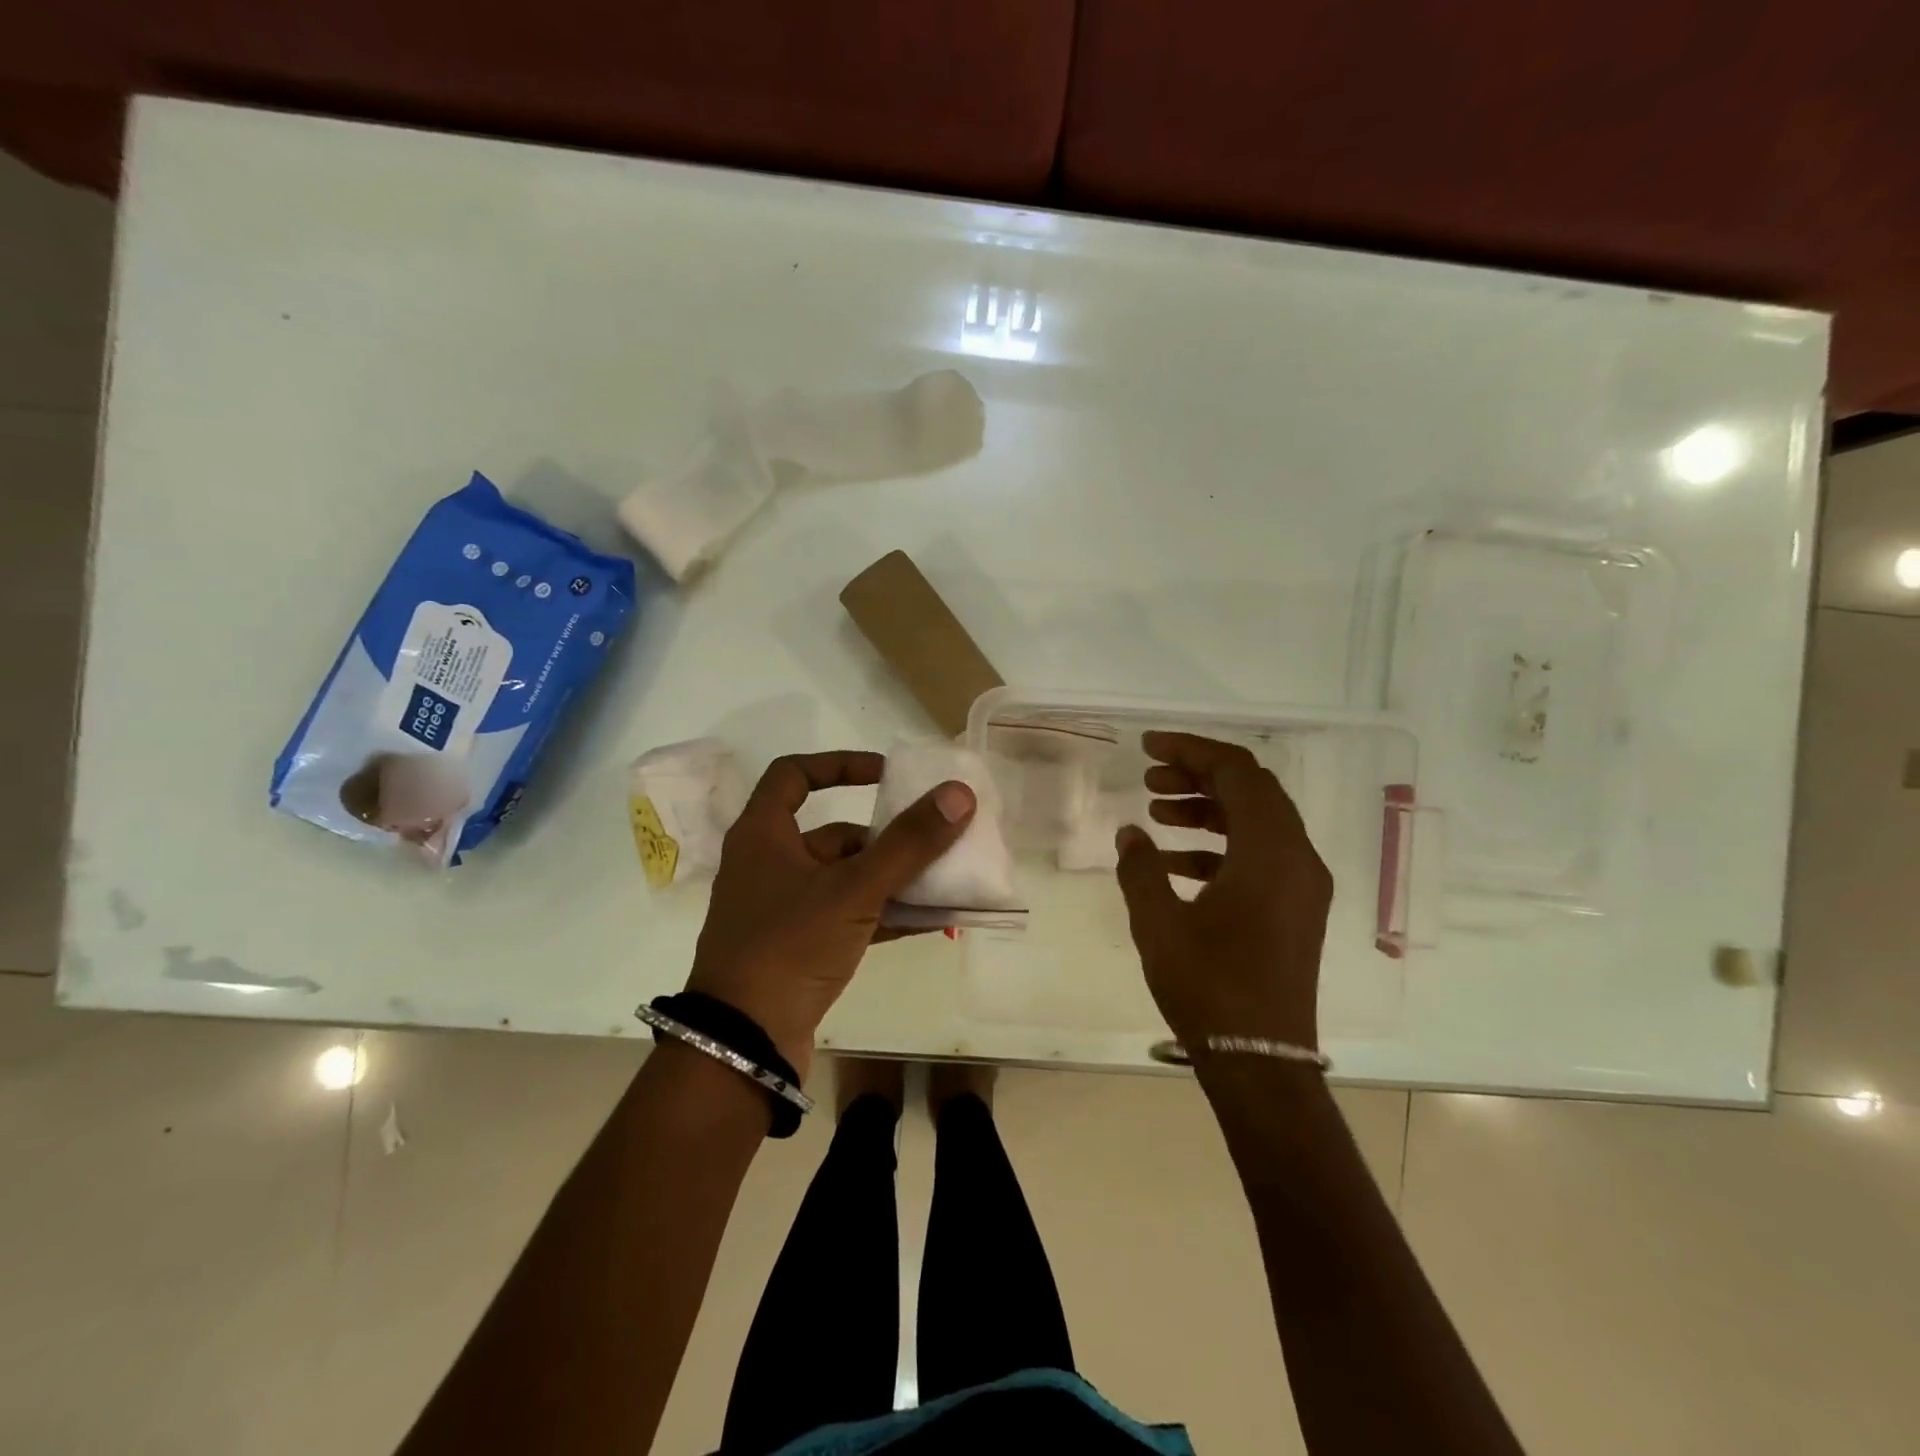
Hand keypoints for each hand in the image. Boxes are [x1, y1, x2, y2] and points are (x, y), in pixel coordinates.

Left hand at [686, 751, 974, 1079]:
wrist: (743, 1045)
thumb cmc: (789, 947)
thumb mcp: (854, 889)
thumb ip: (909, 843)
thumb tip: (958, 793)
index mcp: (762, 835)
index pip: (794, 774)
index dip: (840, 764)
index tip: (886, 775)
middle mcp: (768, 865)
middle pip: (833, 835)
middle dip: (886, 838)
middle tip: (932, 840)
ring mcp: (781, 911)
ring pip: (846, 880)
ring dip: (893, 880)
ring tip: (945, 882)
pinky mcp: (796, 949)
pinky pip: (848, 918)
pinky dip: (884, 915)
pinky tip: (930, 922)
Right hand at [1114, 731, 1331, 1051]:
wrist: (1260, 1061)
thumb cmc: (1209, 987)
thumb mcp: (1159, 923)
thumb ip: (1140, 868)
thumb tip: (1131, 834)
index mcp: (1271, 852)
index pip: (1237, 773)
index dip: (1191, 750)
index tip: (1147, 748)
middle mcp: (1297, 859)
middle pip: (1252, 790)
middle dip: (1199, 776)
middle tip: (1149, 778)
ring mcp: (1301, 885)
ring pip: (1256, 822)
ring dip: (1207, 808)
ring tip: (1156, 811)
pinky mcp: (1294, 909)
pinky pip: (1259, 855)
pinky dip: (1219, 845)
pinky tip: (1173, 859)